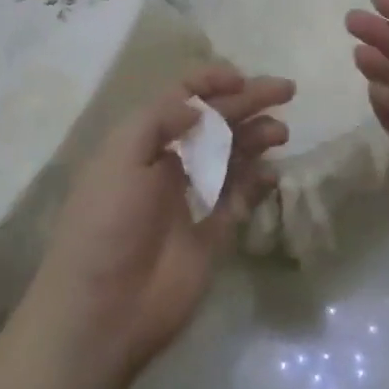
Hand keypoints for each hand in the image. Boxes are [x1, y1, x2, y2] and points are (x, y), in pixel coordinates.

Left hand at [27, 66, 292, 384]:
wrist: (102, 311)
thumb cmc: (106, 223)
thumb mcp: (121, 157)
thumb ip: (159, 120)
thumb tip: (198, 105)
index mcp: (142, 140)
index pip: (181, 97)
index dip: (210, 81)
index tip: (242, 78)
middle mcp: (168, 162)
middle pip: (215, 122)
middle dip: (248, 102)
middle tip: (286, 91)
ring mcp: (191, 199)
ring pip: (231, 156)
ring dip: (256, 138)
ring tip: (280, 133)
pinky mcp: (210, 235)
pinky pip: (239, 199)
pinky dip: (258, 183)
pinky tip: (273, 173)